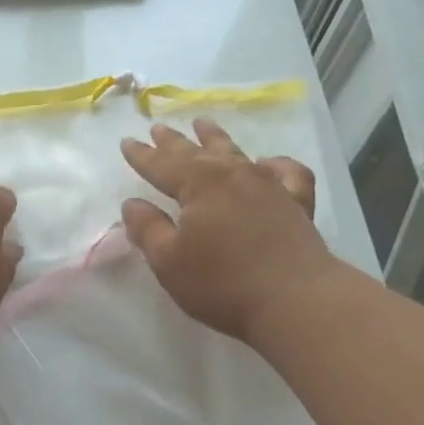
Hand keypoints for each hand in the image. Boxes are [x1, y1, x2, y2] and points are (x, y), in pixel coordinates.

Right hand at [119, 119, 333, 343]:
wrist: (296, 300)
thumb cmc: (222, 283)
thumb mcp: (169, 261)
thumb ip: (148, 229)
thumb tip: (133, 205)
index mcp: (199, 184)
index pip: (161, 165)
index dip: (142, 155)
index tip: (127, 142)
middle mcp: (233, 174)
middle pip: (196, 152)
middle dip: (173, 142)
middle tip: (158, 127)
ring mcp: (269, 185)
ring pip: (236, 153)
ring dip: (215, 138)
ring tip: (203, 124)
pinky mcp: (297, 203)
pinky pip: (286, 172)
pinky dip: (275, 164)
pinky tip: (267, 164)